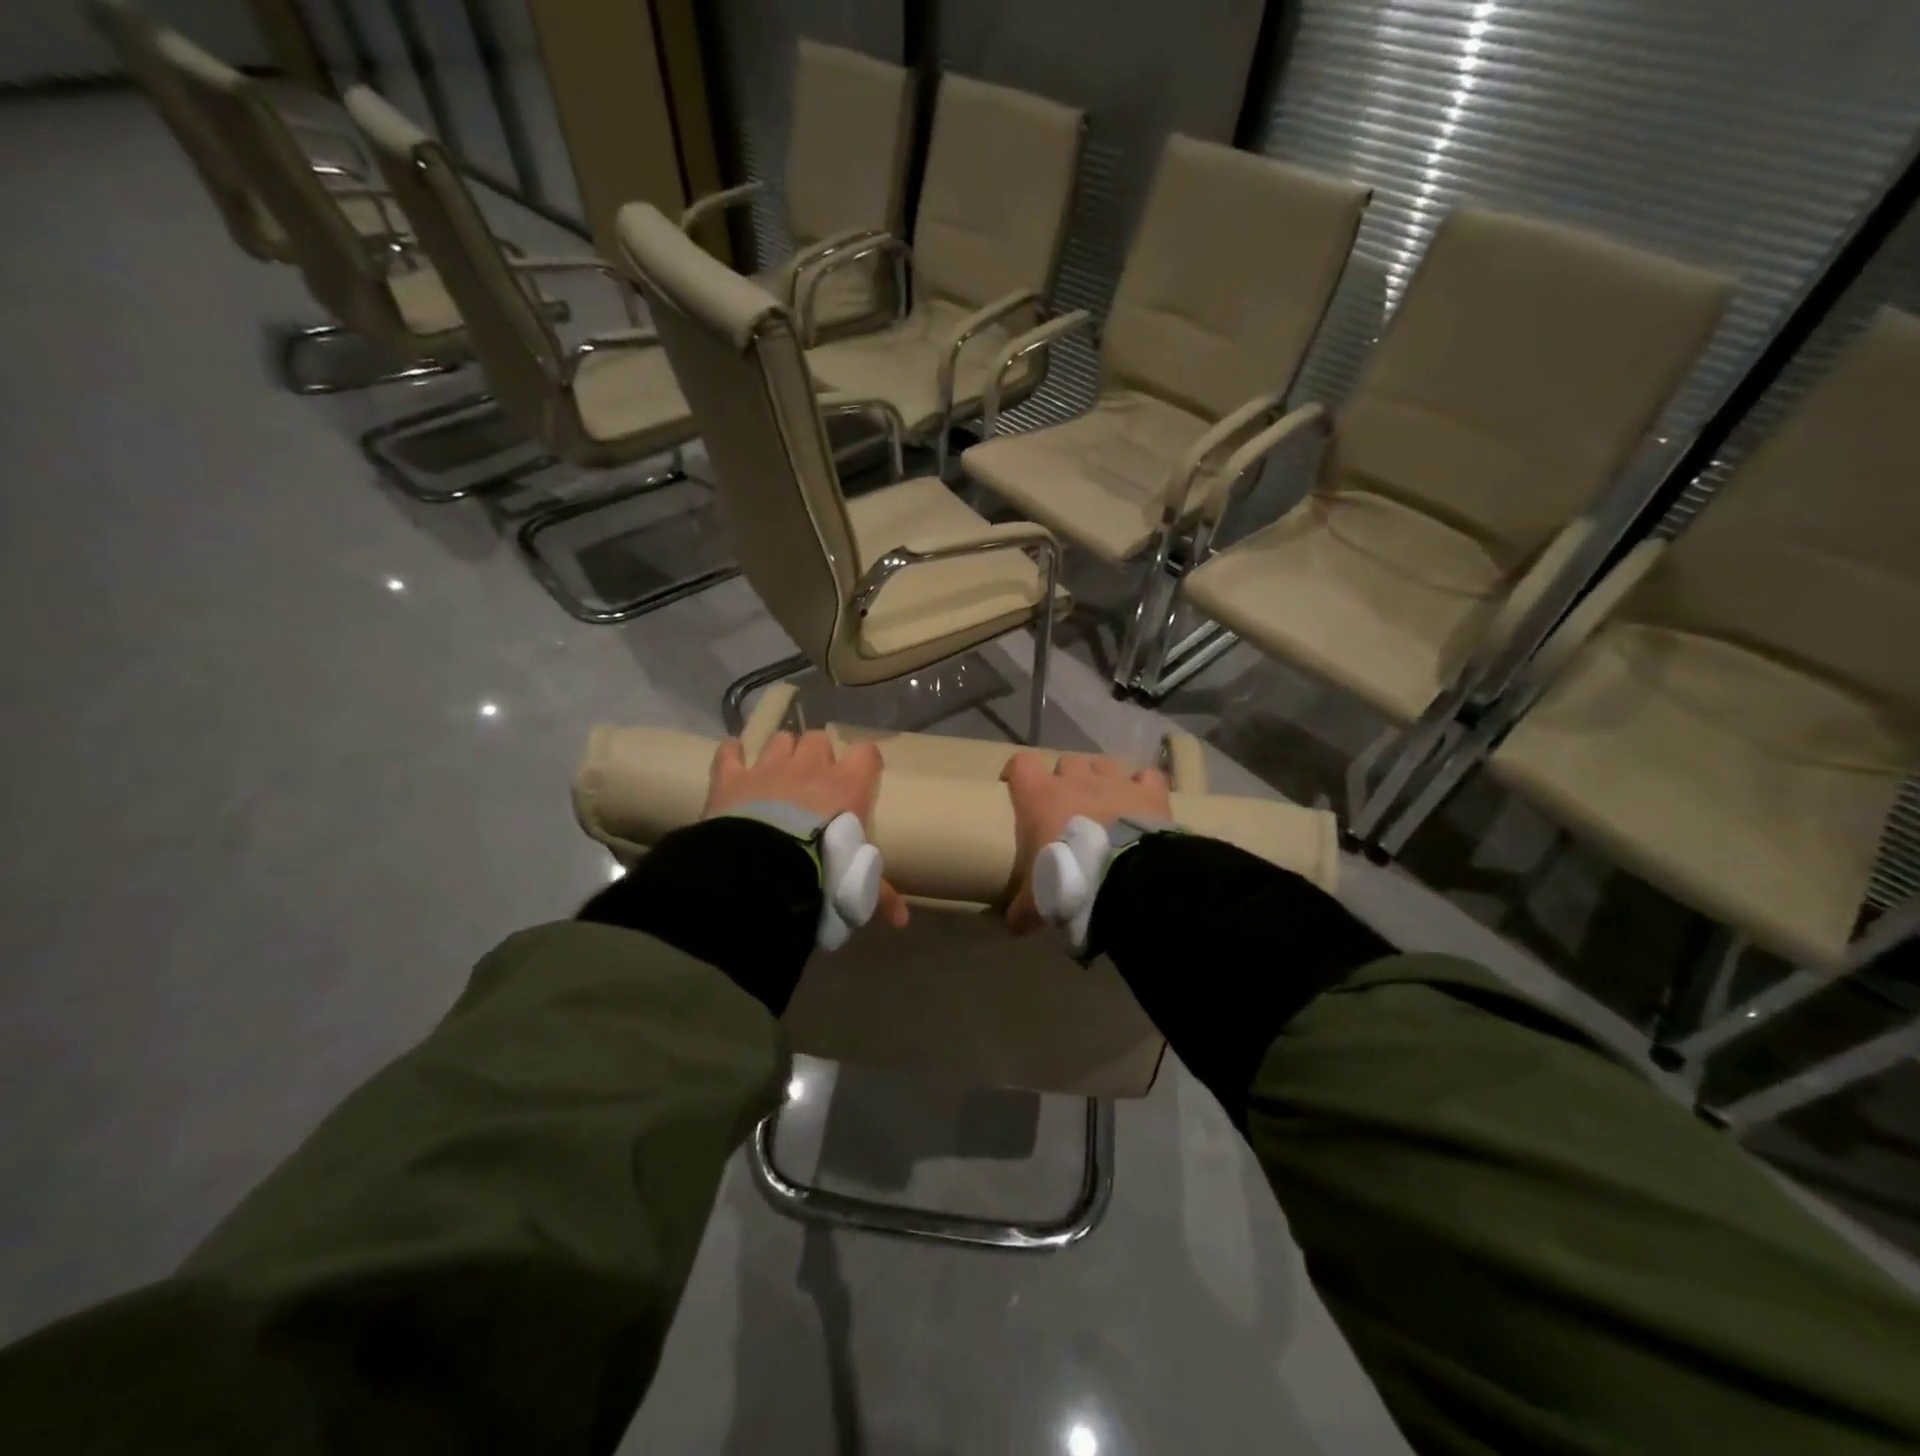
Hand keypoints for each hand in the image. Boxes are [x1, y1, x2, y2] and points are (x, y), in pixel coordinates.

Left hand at [704, 731, 908, 927]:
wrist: (764, 872)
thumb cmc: (821, 871)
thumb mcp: (856, 885)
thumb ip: (880, 893)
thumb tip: (902, 921)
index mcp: (846, 786)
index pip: (866, 753)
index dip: (864, 760)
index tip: (862, 774)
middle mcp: (810, 767)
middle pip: (819, 739)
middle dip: (817, 753)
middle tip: (814, 778)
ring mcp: (769, 768)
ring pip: (780, 739)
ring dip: (781, 751)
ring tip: (778, 771)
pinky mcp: (733, 778)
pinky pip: (729, 753)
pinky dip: (731, 754)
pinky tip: (733, 758)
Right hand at [1000, 752, 1171, 932]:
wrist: (1126, 881)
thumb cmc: (1070, 881)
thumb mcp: (1036, 901)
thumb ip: (1021, 909)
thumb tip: (1011, 926)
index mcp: (1040, 797)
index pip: (1021, 764)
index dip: (1018, 773)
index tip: (1016, 788)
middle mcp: (1077, 780)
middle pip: (1066, 762)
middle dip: (1067, 779)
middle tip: (1068, 805)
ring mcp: (1116, 781)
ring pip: (1104, 763)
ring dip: (1103, 778)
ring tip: (1106, 803)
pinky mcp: (1149, 791)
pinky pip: (1147, 776)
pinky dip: (1144, 785)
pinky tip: (1142, 801)